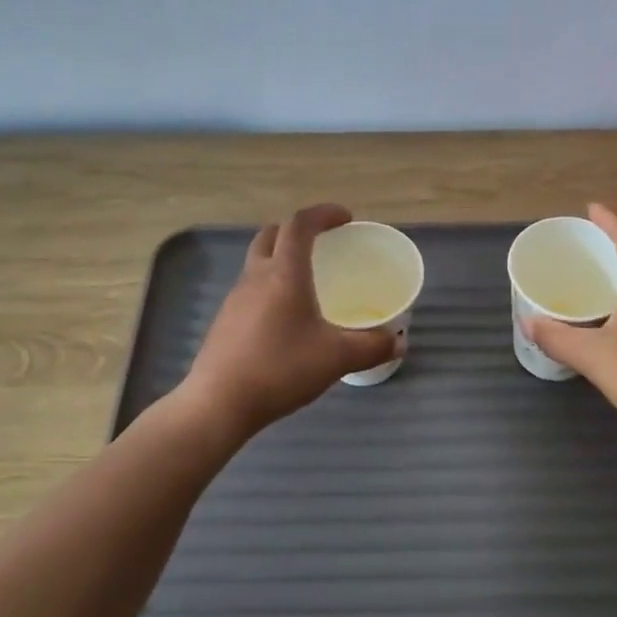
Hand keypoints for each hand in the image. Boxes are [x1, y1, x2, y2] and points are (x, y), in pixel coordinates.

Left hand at [180, 204, 398, 435]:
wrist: (218, 403)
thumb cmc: (281, 369)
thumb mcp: (337, 358)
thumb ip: (372, 346)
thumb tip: (398, 341)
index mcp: (285, 273)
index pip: (300, 224)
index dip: (324, 213)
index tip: (346, 218)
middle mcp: (256, 276)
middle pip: (272, 235)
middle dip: (298, 230)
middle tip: (323, 243)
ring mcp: (235, 298)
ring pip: (258, 262)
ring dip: (281, 258)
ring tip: (307, 281)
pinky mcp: (225, 321)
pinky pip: (250, 288)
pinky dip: (270, 287)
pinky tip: (286, 318)